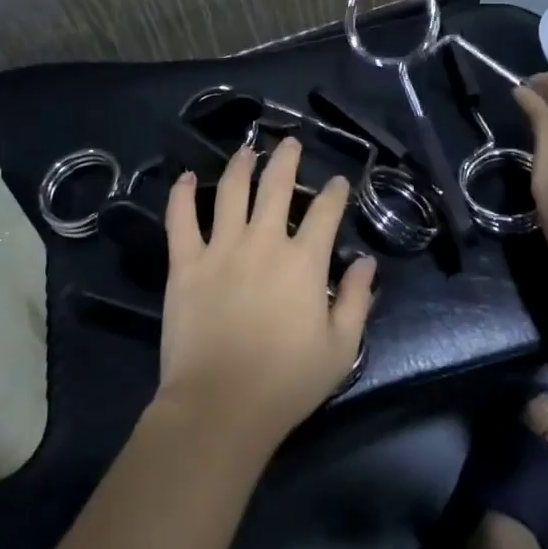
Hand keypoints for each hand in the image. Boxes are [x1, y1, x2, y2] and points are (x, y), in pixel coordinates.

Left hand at [156, 137, 376, 451]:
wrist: (220, 406)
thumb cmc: (286, 382)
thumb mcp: (341, 348)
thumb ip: (356, 300)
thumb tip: (367, 263)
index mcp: (303, 261)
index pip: (325, 212)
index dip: (335, 192)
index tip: (338, 182)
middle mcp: (263, 242)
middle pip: (276, 186)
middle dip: (287, 159)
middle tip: (290, 143)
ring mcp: (220, 248)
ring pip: (231, 191)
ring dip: (242, 165)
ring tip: (248, 149)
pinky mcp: (185, 263)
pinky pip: (181, 219)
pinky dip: (183, 194)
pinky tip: (188, 177)